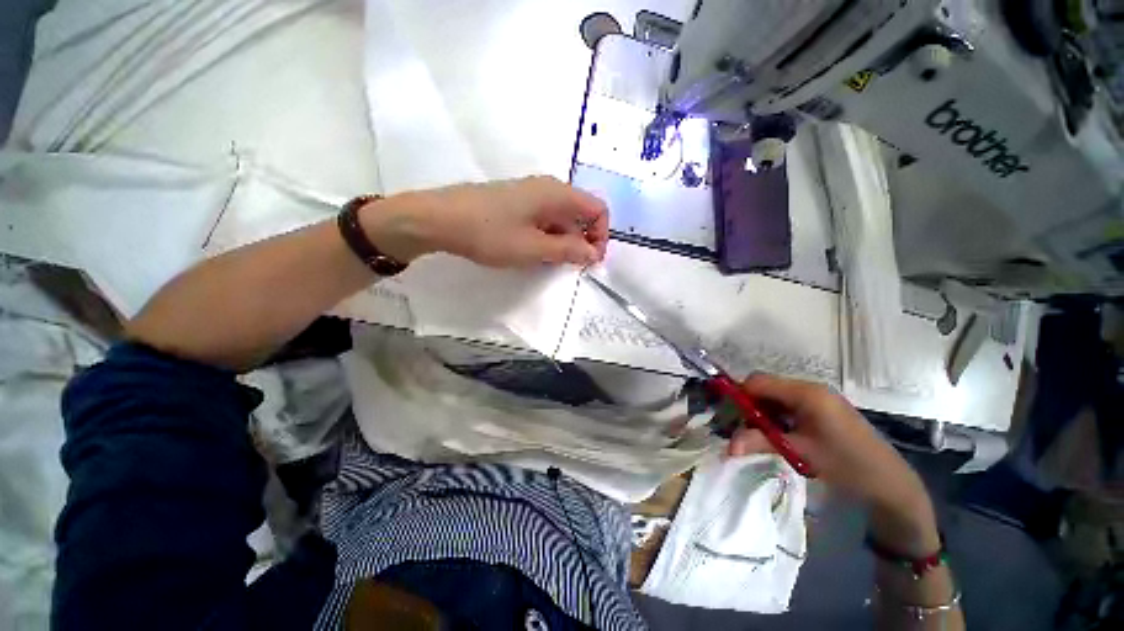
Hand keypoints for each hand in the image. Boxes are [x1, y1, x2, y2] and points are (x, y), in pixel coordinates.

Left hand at [361, 176, 608, 267]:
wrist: (439, 218)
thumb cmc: (490, 233)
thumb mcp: (533, 248)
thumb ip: (568, 250)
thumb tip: (594, 253)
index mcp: (557, 193)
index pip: (597, 209)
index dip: (601, 235)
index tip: (590, 261)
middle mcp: (548, 187)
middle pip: (580, 212)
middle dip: (582, 240)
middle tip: (569, 266)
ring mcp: (530, 193)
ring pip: (561, 217)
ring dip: (563, 241)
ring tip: (549, 262)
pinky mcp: (515, 201)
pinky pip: (543, 218)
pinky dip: (547, 236)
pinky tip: (533, 251)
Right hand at [730, 374, 940, 555]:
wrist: (890, 484)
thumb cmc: (846, 464)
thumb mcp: (799, 452)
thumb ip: (760, 442)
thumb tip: (728, 446)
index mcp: (805, 392)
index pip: (758, 381)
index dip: (740, 396)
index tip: (730, 418)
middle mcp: (809, 388)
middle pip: (765, 387)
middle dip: (750, 406)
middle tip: (745, 431)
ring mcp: (817, 397)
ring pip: (775, 396)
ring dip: (763, 413)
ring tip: (763, 437)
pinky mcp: (821, 409)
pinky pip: (788, 405)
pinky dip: (777, 417)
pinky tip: (781, 436)